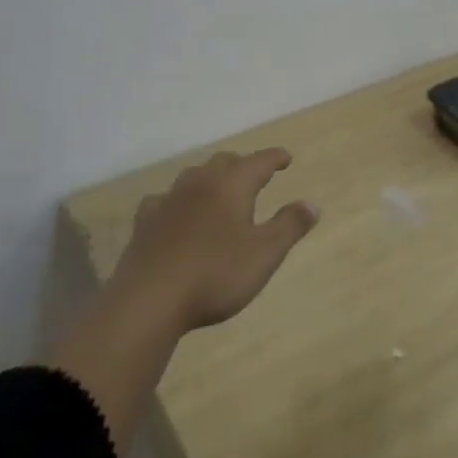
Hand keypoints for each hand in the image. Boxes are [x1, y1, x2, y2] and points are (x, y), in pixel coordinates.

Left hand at [112, 148, 318, 332]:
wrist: (149, 300)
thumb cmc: (215, 274)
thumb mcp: (264, 254)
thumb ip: (289, 226)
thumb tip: (312, 203)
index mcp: (232, 185)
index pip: (259, 161)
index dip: (275, 158)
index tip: (286, 158)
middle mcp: (200, 183)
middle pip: (225, 162)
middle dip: (243, 165)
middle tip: (255, 174)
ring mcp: (169, 200)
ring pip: (194, 176)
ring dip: (210, 178)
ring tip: (219, 189)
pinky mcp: (145, 222)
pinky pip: (164, 200)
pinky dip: (177, 201)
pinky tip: (175, 213)